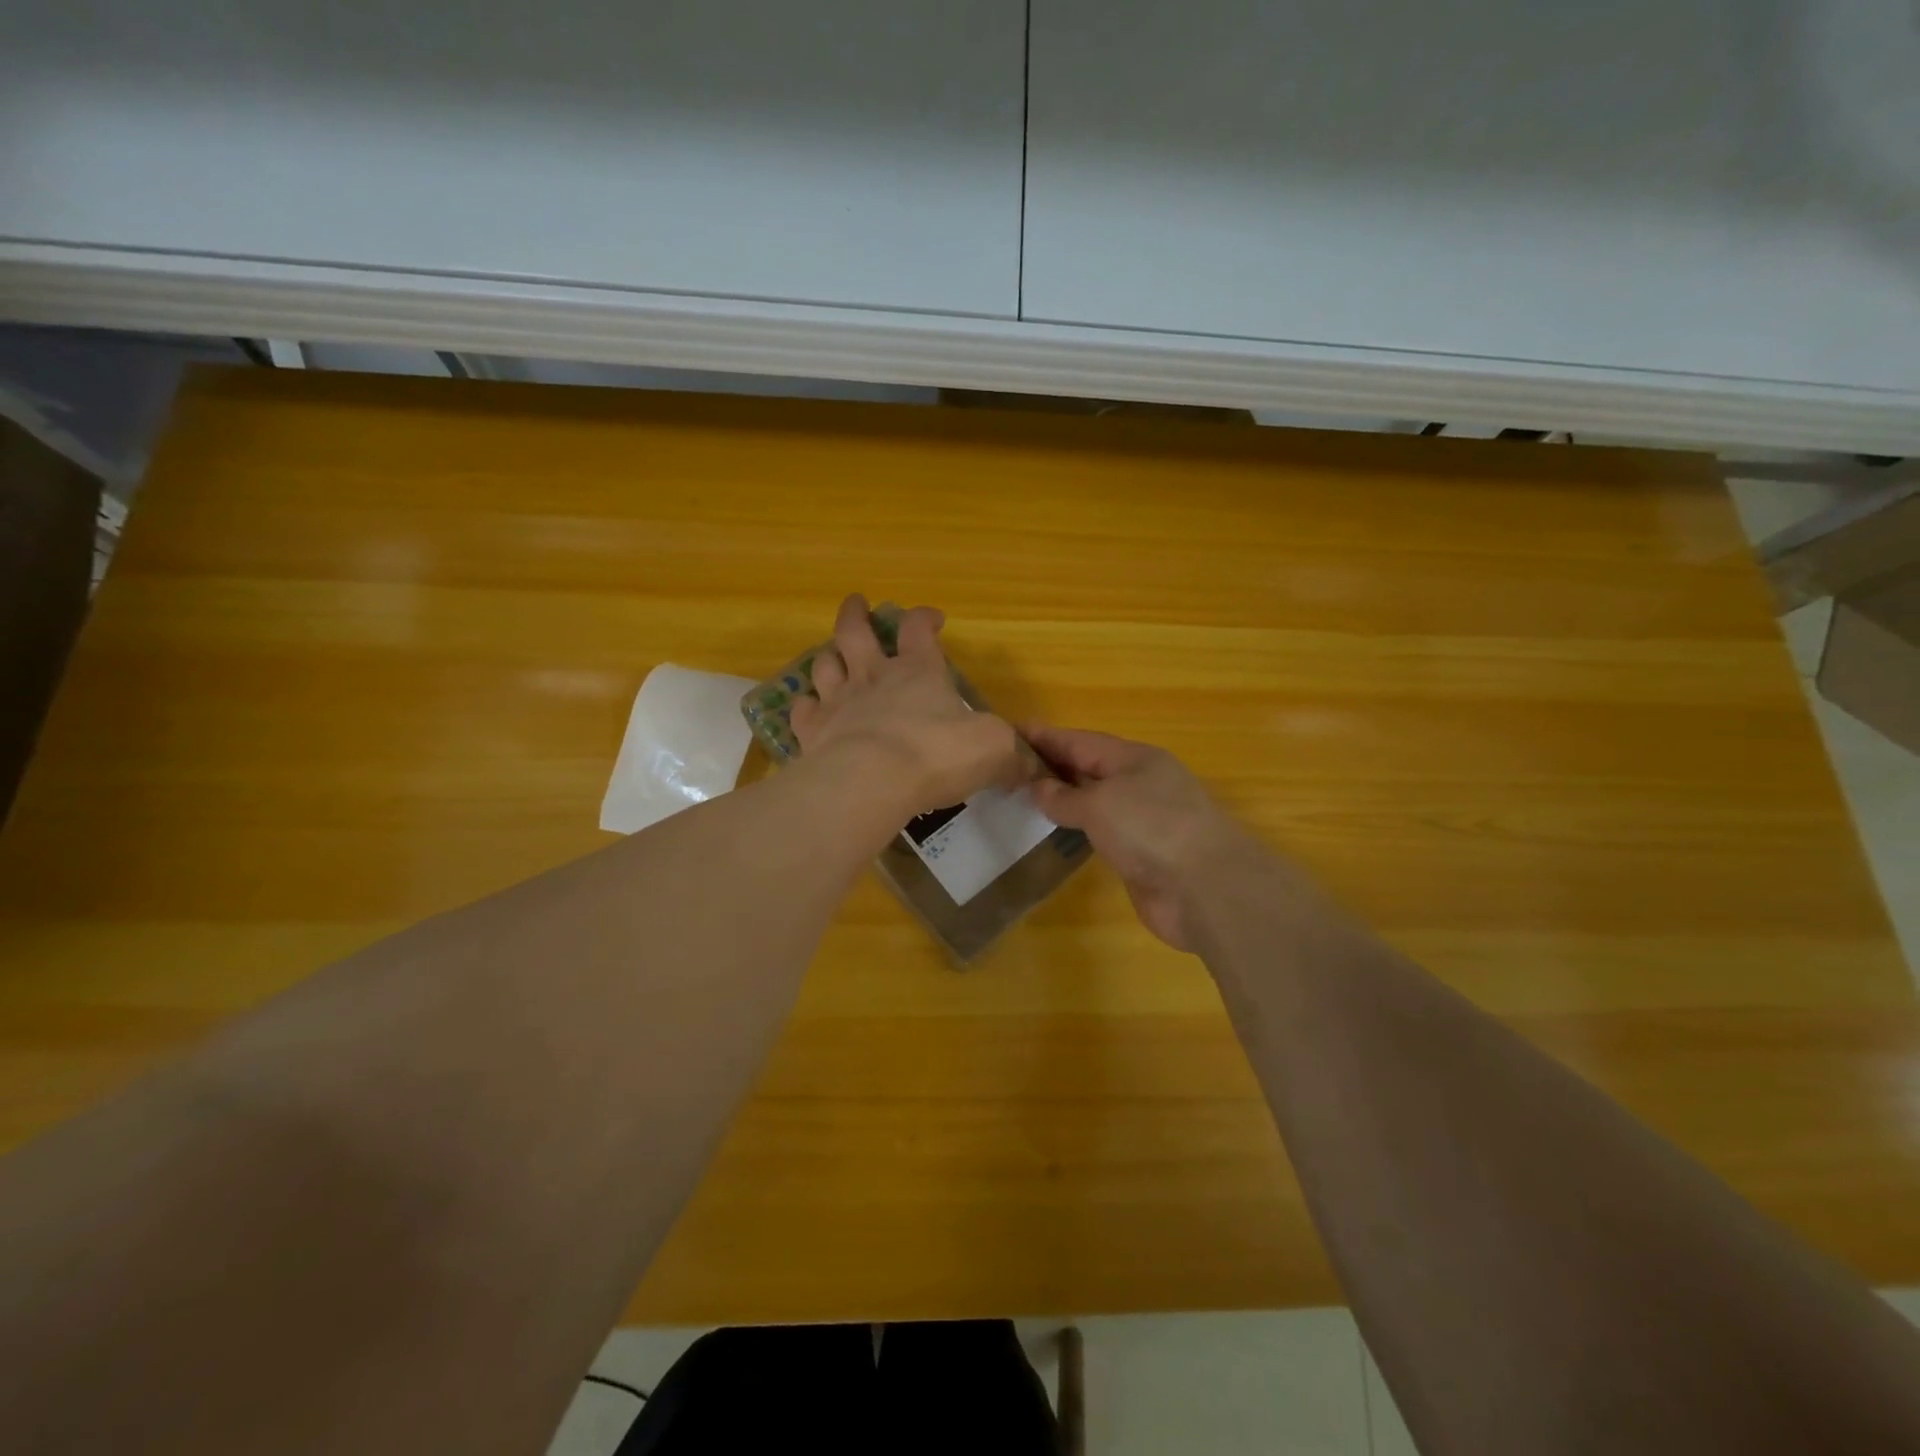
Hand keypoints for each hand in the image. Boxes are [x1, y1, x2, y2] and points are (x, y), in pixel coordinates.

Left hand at [790, 595, 1022, 818]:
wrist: (872, 781)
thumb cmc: (937, 755)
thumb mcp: (993, 749)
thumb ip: (1010, 753)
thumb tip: (1028, 765)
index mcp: (919, 672)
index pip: (918, 629)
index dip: (924, 618)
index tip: (932, 617)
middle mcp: (874, 677)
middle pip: (855, 632)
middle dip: (856, 614)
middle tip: (857, 603)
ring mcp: (838, 702)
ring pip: (825, 665)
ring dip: (829, 656)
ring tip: (832, 655)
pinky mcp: (813, 732)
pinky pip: (803, 711)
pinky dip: (805, 707)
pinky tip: (809, 710)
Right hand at [1024, 725, 1259, 950]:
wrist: (1205, 888)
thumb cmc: (1151, 829)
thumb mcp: (1100, 804)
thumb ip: (1065, 796)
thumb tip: (1038, 787)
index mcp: (1135, 758)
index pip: (1080, 741)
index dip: (1045, 736)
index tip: (1010, 731)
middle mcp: (1140, 783)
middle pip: (1088, 767)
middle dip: (1052, 764)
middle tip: (1009, 765)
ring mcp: (1144, 819)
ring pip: (1095, 800)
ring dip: (1064, 796)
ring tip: (1024, 795)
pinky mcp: (1142, 853)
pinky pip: (1101, 831)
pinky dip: (1078, 827)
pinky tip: (1056, 831)